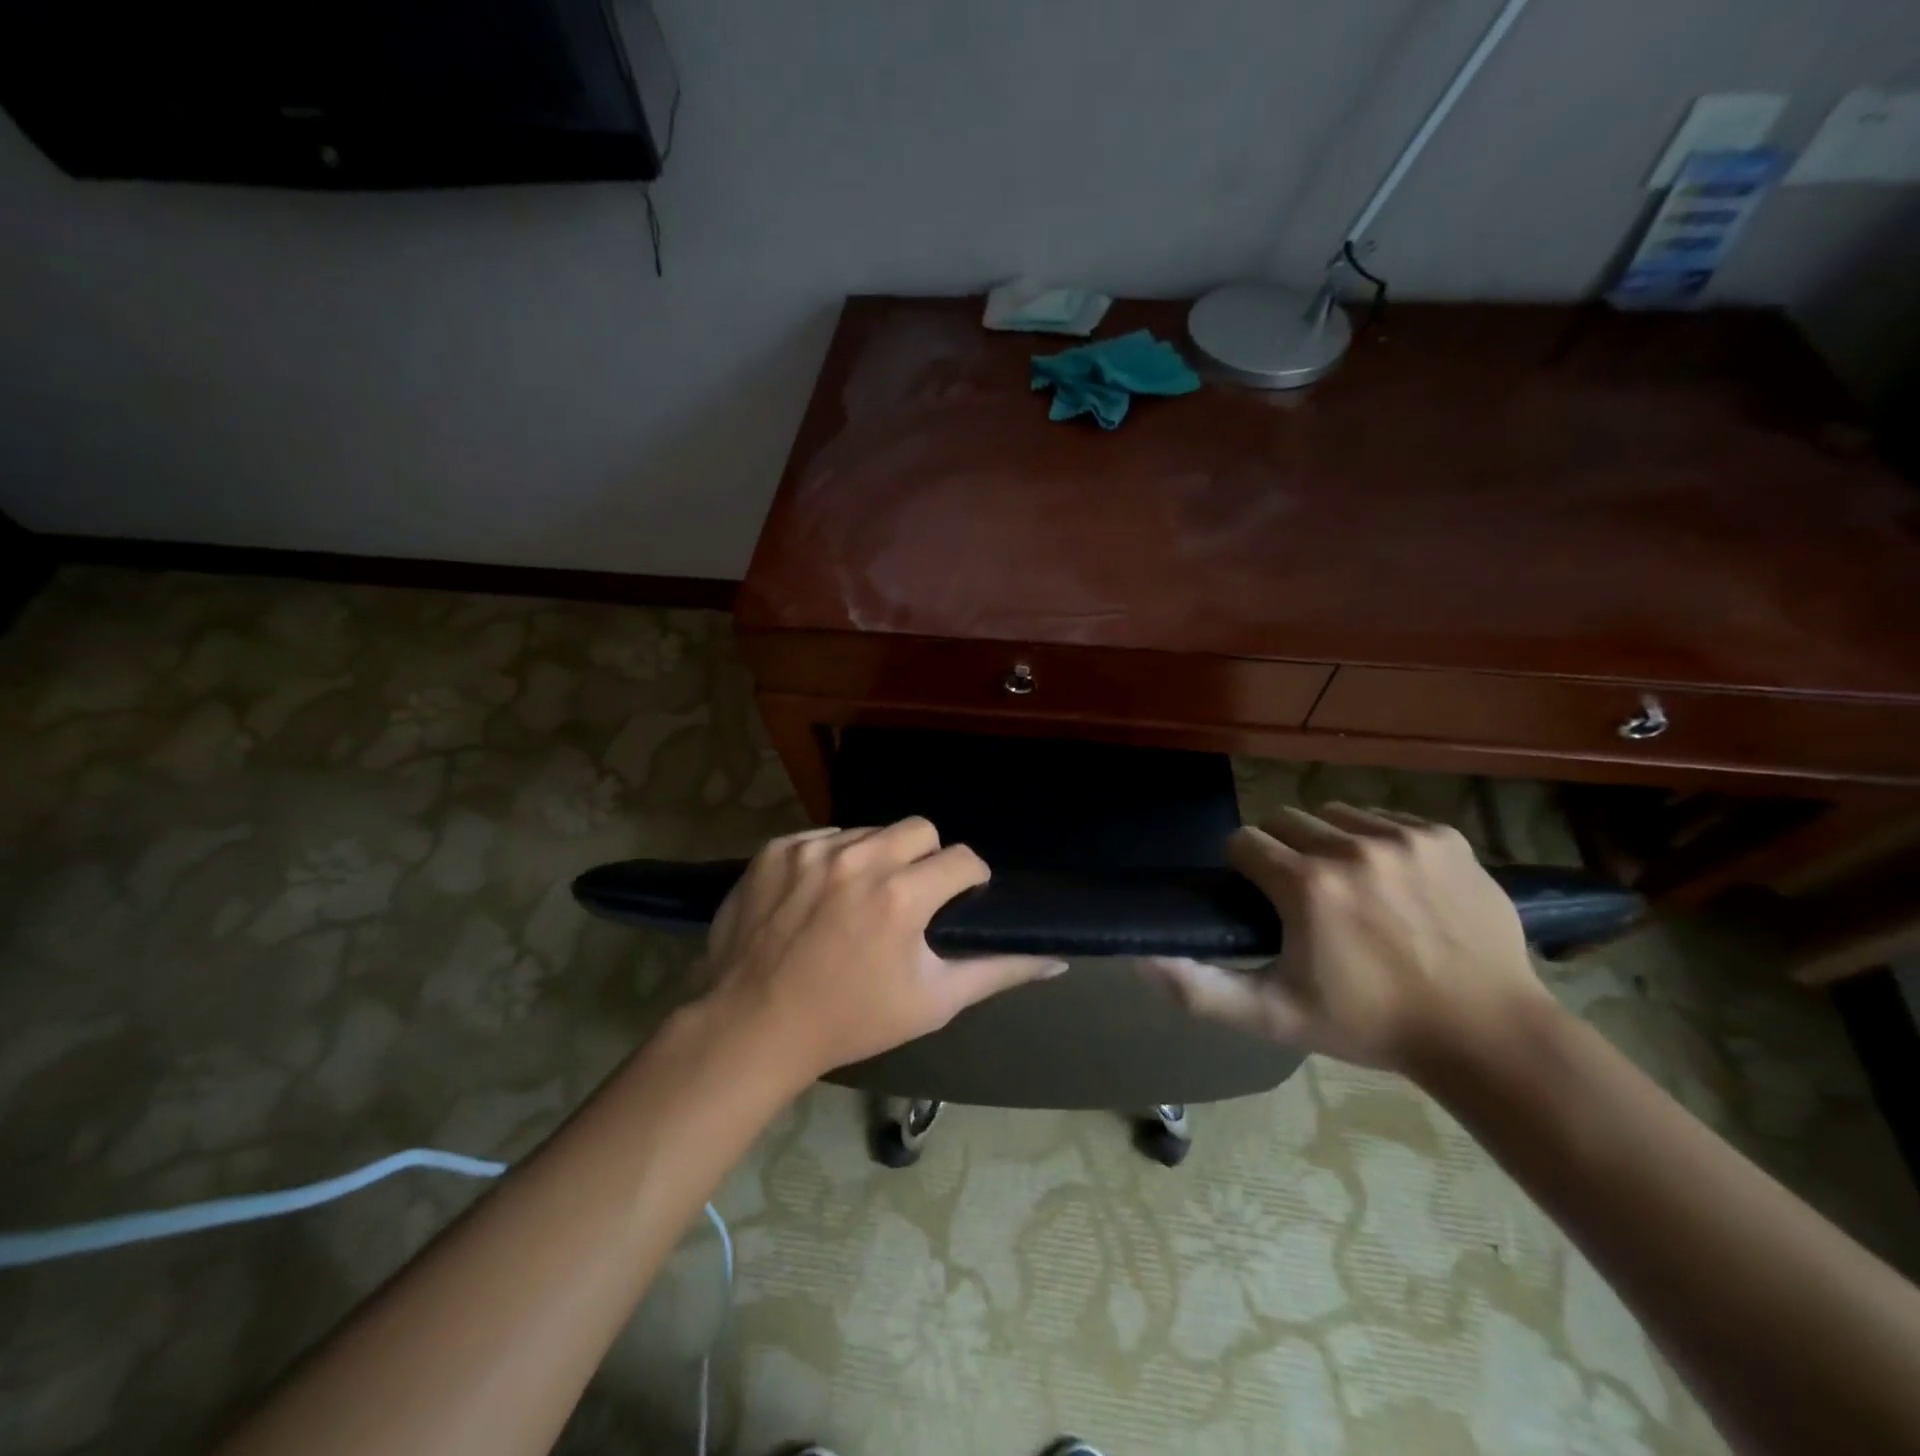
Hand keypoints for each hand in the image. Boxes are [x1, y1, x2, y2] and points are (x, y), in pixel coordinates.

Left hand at [702, 819, 1064, 1081]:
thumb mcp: (932, 1002)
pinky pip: (823, 837)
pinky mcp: (776, 848)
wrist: (752, 1027)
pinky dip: (831, 859)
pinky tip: (819, 895)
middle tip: (911, 898)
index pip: (963, 858)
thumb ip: (998, 971)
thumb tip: (1055, 956)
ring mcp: (812, 849)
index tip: (958, 902)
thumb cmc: (851, 1020)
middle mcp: (859, 858)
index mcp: (901, 895)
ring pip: (869, 831)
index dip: (970, 881)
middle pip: (919, 830)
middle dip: (926, 859)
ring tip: (861, 898)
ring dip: (876, 857)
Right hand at [1149, 804, 1550, 1072]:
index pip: (1243, 842)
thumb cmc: (1369, 1024)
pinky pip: (1386, 818)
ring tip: (1348, 887)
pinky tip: (1393, 882)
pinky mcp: (1444, 836)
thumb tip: (1139, 961)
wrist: (1487, 1033)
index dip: (1245, 870)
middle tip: (1303, 898)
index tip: (1263, 902)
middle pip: (1285, 821)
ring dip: (1327, 842)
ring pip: (1333, 815)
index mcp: (1306, 885)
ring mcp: (1403, 837)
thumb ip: (1200, 990)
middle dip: (1282, 852)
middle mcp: (1350, 847)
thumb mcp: (1275, 1016)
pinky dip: (1377, 841)